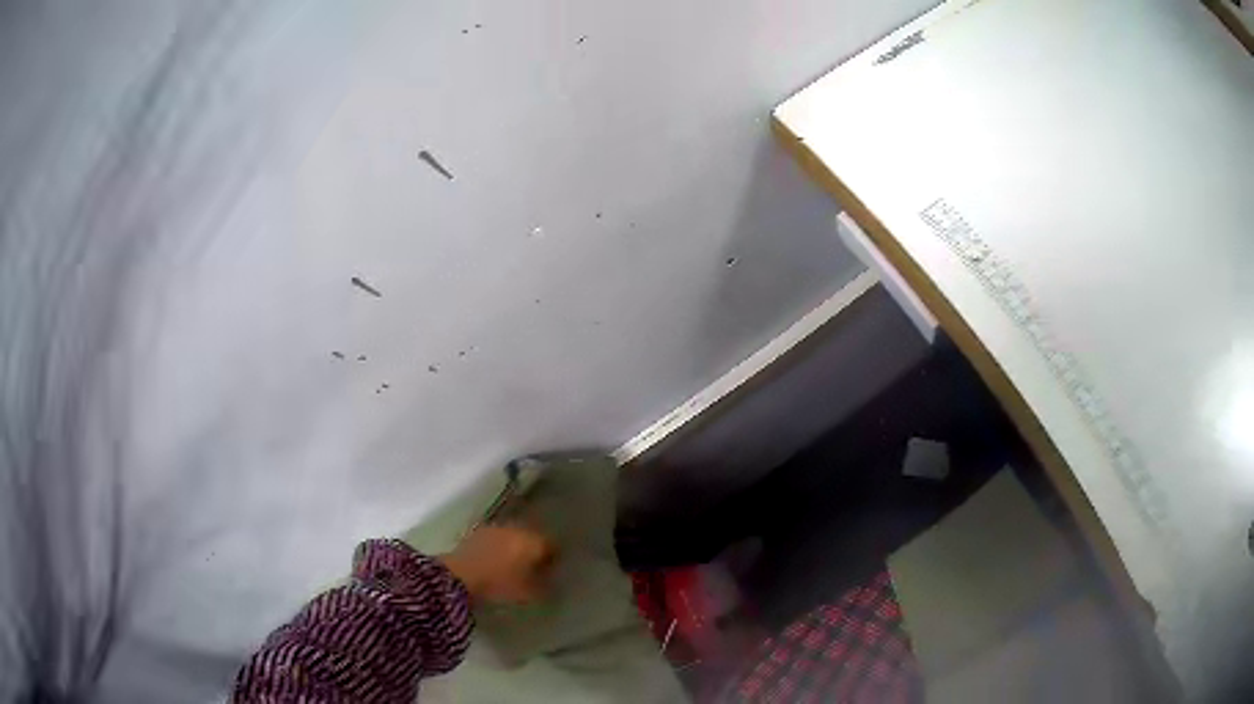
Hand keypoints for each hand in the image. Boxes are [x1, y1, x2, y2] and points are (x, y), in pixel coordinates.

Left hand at [440, 524, 555, 602]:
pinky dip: (499, 548)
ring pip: (513, 536)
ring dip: (515, 547)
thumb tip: (551, 582)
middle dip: (534, 551)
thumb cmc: (499, 585)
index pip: (552, 545)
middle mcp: (516, 529)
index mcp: (533, 541)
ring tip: (512, 566)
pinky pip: (496, 539)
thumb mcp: (528, 593)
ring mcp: (495, 528)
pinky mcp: (477, 533)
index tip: (552, 572)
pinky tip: (494, 562)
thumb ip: (545, 586)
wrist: (459, 576)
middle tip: (533, 568)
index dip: (554, 559)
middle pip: (532, 538)